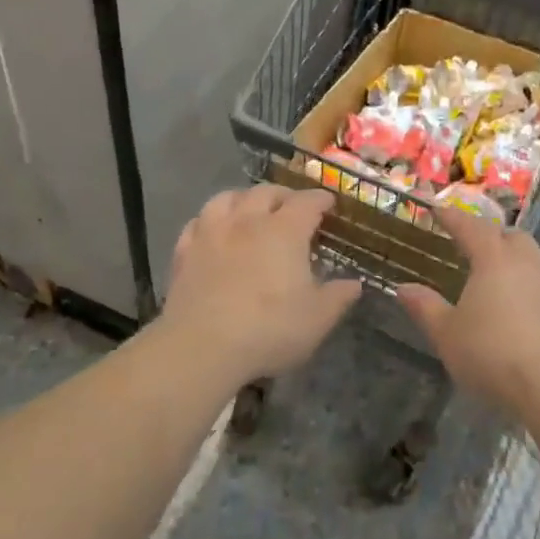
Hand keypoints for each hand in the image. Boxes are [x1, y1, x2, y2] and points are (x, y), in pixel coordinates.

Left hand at [160, 185, 360, 383]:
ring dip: (243, 198)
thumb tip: (354, 284)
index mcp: (285, 230)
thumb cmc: (269, 329)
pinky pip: (197, 222)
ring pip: (227, 198)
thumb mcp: (317, 319)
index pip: (307, 202)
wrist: (201, 346)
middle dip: (283, 195)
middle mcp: (248, 221)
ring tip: (250, 208)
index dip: (321, 199)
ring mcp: (212, 233)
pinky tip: (213, 231)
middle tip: (292, 206)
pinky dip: (210, 220)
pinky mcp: (185, 252)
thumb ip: (338, 297)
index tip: (329, 203)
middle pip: (266, 192)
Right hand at [396, 210, 539, 415]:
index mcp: (494, 259)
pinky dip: (530, 282)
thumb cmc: (491, 353)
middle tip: (473, 245)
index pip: (471, 227)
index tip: (437, 210)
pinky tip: (521, 303)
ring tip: (500, 272)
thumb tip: (404, 288)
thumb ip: (425, 307)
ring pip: (534, 256)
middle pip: (510, 235)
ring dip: (516, 255)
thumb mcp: (447, 334)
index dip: (452, 217)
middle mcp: (526, 263)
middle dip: (491, 234)